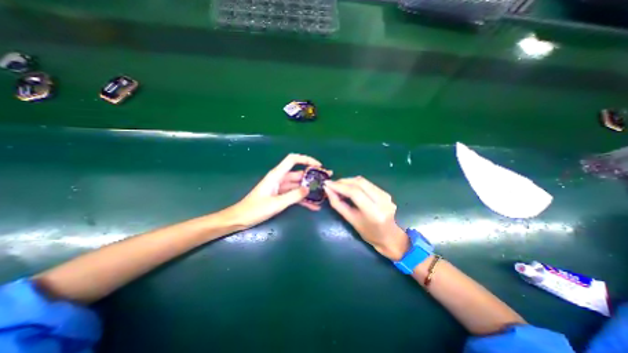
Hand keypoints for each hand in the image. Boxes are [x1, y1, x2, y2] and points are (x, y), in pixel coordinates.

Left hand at [220, 153, 325, 229]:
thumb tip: (308, 189)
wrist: (241, 218)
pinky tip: (314, 206)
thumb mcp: (276, 203)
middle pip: (299, 173)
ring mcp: (281, 188)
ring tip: (323, 194)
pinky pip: (294, 195)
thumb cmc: (255, 209)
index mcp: (277, 175)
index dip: (306, 159)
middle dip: (313, 176)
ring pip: (298, 185)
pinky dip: (303, 199)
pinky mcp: (281, 196)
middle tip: (326, 181)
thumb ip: (293, 196)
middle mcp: (280, 179)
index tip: (318, 165)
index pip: (293, 160)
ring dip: (310, 189)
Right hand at [324, 175, 413, 259]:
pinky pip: (367, 183)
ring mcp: (386, 195)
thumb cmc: (370, 234)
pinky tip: (349, 188)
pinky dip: (355, 183)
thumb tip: (328, 190)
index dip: (339, 186)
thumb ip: (339, 205)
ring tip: (338, 186)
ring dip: (348, 181)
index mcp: (374, 212)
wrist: (393, 238)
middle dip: (343, 181)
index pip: (354, 192)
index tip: (327, 184)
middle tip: (332, 184)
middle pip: (359, 182)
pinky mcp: (386, 192)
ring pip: (363, 181)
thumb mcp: (352, 221)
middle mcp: (382, 200)